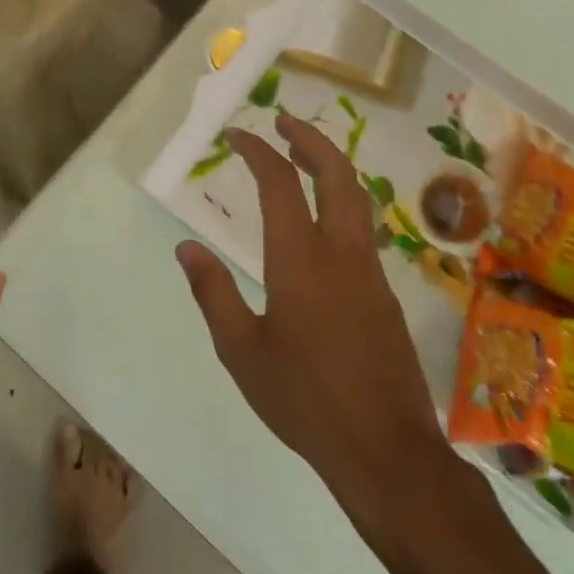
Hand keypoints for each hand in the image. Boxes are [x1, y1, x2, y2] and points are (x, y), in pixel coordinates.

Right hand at [176, 115, 452, 531]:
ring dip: (330, 166)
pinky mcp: (385, 295)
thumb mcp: (241, 350)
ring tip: (301, 158)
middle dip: (310, 139)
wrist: (387, 451)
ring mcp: (370, 272)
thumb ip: (212, 292)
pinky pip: (363, 229)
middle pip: (336, 173)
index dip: (257, 149)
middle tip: (283, 121)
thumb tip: (186, 246)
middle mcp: (341, 252)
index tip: (236, 134)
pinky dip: (341, 202)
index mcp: (300, 258)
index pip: (280, 182)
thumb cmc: (304, 399)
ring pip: (357, 198)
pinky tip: (321, 222)